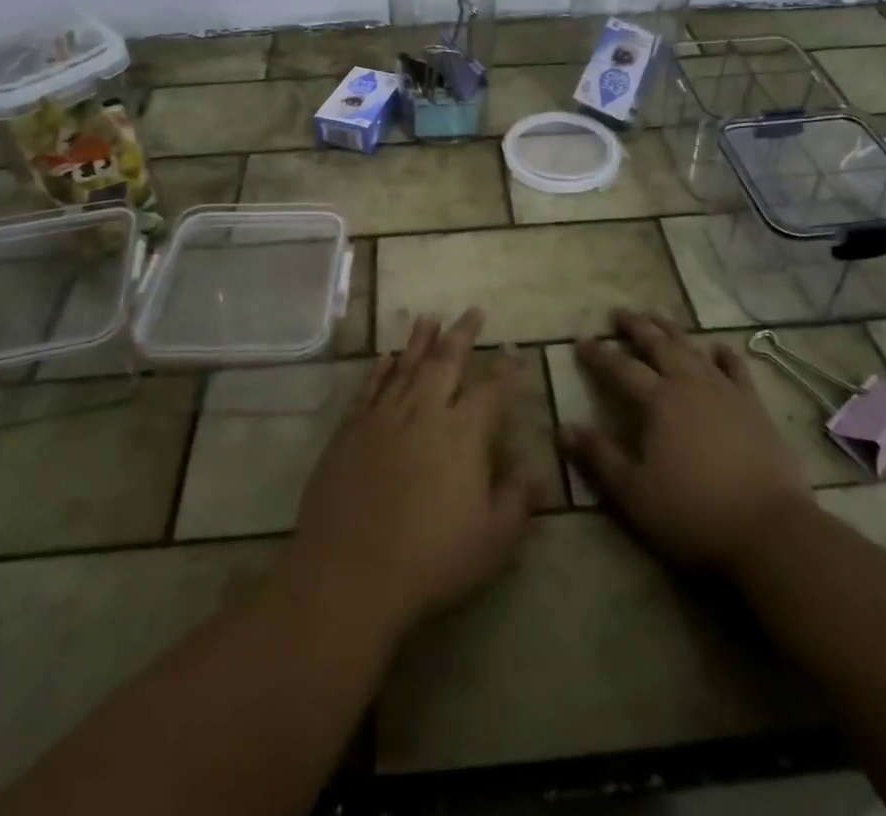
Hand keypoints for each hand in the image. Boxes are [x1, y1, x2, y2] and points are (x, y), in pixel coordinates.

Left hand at [286, 310, 536, 636]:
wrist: (350, 573)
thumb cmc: (431, 560)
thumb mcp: (493, 540)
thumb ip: (517, 500)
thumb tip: (535, 470)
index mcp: (463, 434)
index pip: (491, 390)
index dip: (505, 369)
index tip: (512, 349)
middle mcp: (424, 412)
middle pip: (446, 361)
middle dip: (462, 334)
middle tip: (472, 311)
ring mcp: (383, 417)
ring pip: (406, 366)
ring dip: (420, 340)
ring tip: (430, 317)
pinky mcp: (350, 430)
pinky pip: (369, 388)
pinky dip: (379, 369)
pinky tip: (386, 356)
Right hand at [559, 311, 809, 575]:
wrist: (771, 530)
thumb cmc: (693, 513)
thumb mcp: (634, 493)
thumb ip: (599, 456)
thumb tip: (563, 428)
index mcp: (658, 401)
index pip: (621, 368)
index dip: (599, 355)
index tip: (582, 341)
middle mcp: (690, 385)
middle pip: (659, 346)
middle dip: (637, 327)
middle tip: (620, 312)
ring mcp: (726, 392)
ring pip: (693, 349)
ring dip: (673, 330)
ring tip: (658, 315)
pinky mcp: (754, 406)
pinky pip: (736, 369)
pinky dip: (724, 355)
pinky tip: (718, 348)